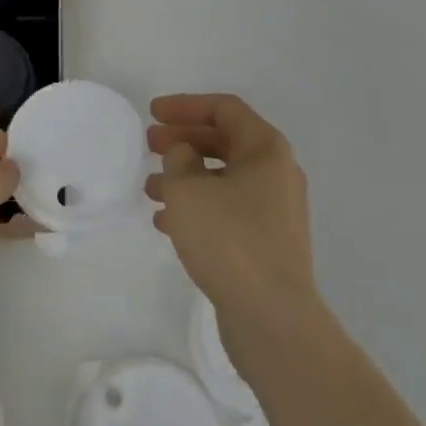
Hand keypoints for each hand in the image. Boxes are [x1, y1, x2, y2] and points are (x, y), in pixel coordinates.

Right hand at [147, 93, 317, 340]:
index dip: (186, 105)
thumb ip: (178, 159)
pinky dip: (198, 207)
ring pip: (223, 179)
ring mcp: (274, 211)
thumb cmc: (229, 240)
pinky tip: (165, 221)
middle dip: (184, 140)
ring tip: (150, 186)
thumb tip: (185, 155)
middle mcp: (276, 173)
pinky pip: (227, 211)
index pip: (224, 109)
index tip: (153, 112)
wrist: (273, 319)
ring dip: (186, 177)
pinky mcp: (267, 244)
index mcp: (266, 149)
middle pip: (224, 142)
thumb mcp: (189, 189)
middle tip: (149, 143)